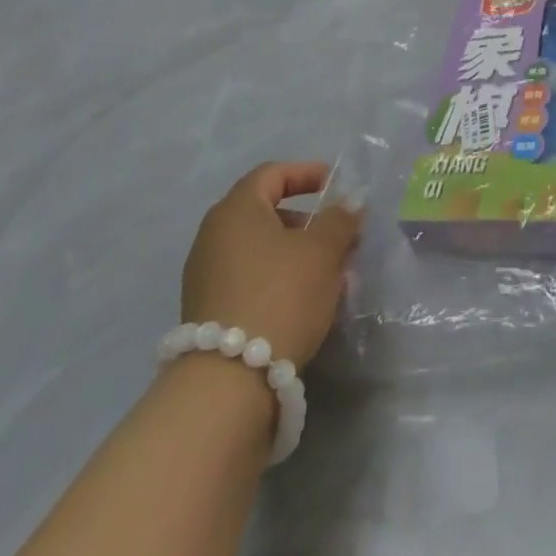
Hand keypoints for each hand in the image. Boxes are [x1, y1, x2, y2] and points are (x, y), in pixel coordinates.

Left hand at [181, 162, 362, 369]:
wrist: (228, 382)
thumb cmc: (280, 295)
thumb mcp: (323, 251)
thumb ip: (340, 220)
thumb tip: (349, 203)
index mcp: (236, 210)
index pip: (272, 174)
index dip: (307, 173)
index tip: (336, 186)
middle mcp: (213, 236)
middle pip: (265, 212)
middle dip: (307, 219)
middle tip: (338, 235)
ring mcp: (205, 276)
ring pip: (260, 248)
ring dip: (296, 252)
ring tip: (329, 272)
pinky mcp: (208, 311)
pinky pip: (250, 277)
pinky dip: (278, 277)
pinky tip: (305, 299)